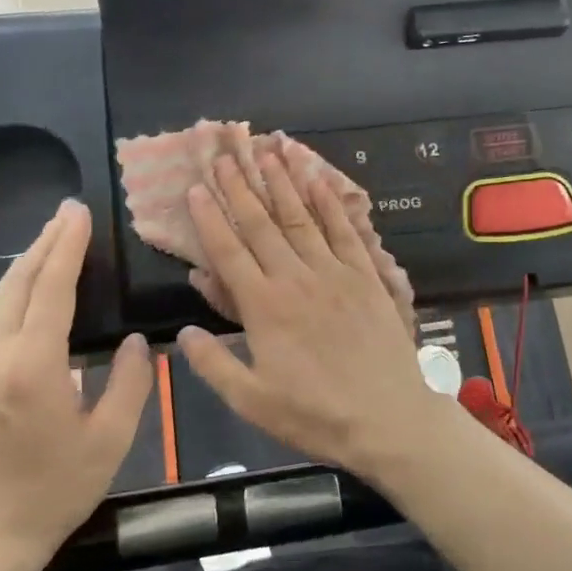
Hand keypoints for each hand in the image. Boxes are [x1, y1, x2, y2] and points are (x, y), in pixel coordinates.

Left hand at [0, 199, 151, 559]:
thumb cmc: (60, 487)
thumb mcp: (112, 438)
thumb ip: (130, 381)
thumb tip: (136, 340)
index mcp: (33, 368)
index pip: (50, 291)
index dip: (66, 249)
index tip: (79, 215)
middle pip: (17, 285)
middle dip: (44, 244)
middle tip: (68, 212)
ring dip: (23, 263)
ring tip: (49, 238)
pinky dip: (7, 289)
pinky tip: (22, 284)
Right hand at [177, 153, 463, 480]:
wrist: (388, 418)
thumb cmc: (315, 415)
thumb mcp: (252, 401)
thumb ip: (214, 364)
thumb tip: (183, 331)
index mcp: (264, 307)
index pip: (229, 252)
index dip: (209, 218)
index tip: (195, 188)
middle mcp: (296, 279)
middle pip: (261, 225)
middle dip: (240, 188)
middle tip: (226, 155)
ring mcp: (334, 272)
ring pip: (301, 218)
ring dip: (282, 184)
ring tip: (268, 152)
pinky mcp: (366, 276)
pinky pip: (345, 231)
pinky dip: (330, 203)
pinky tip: (319, 180)